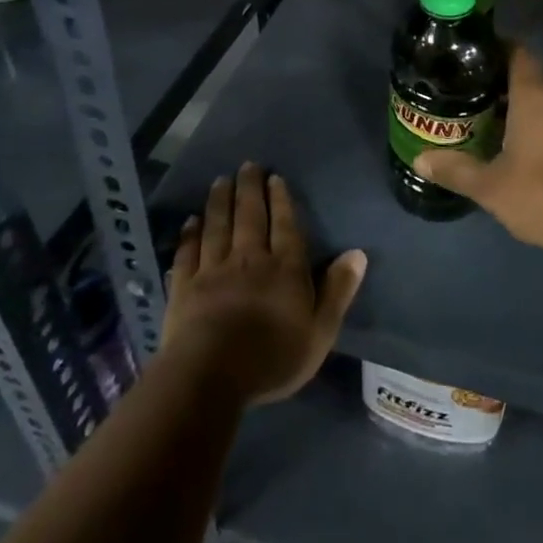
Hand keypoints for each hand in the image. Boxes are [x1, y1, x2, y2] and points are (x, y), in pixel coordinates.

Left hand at [164, 162, 366, 406]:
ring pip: (217, 226)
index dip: (280, 199)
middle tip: (246, 165)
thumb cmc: (272, 358)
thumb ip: (338, 290)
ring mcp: (213, 270)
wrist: (210, 376)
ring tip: (220, 180)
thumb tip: (358, 253)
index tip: (274, 177)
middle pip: (249, 216)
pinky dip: (189, 234)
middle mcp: (249, 258)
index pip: (284, 225)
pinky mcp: (185, 287)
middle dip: (249, 188)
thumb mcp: (320, 332)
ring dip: (219, 201)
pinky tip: (190, 221)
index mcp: (284, 267)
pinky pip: (188, 252)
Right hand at [413, 46, 542, 258]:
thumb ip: (455, 170)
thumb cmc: (542, 193)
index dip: (492, 50)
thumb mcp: (490, 185)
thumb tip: (420, 160)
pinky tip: (511, 146)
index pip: (516, 51)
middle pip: (526, 75)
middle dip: (497, 82)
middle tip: (464, 94)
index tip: (466, 60)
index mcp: (535, 94)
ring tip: (482, 119)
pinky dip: (533, 124)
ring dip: (515, 106)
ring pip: (542, 100)